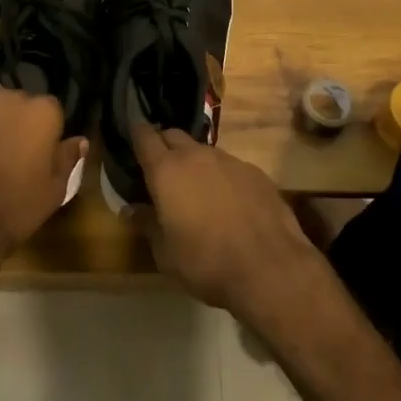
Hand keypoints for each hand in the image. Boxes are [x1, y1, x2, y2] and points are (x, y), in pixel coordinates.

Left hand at [0, 87, 84, 274]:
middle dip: (16, 121)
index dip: (45, 131)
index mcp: (42, 111)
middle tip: (10, 152)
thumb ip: (68, 158)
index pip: (50, 110)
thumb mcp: (55, 190)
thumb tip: (79, 140)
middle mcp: (9, 97)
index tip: (38, 152)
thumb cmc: (16, 208)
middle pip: (17, 102)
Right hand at [133, 125, 324, 320]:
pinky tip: (228, 202)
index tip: (132, 136)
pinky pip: (229, 166)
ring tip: (195, 189)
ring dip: (194, 163)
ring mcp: (229, 160)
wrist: (269, 267)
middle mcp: (197, 156)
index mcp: (167, 171)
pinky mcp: (255, 172)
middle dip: (164, 145)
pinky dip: (221, 177)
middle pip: (174, 136)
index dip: (136, 134)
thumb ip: (147, 225)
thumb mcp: (165, 253)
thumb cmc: (206, 262)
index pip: (145, 137)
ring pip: (203, 151)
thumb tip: (131, 209)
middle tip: (160, 169)